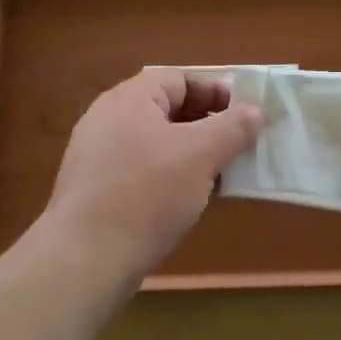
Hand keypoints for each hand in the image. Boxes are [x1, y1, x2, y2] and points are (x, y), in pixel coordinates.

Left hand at [44, 68, 263, 277]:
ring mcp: (99, 158)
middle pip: (169, 111)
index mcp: (130, 99)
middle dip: (208, 126)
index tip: (246, 115)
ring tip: (222, 176)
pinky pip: (143, 172)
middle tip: (240, 146)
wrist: (85, 260)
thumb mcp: (201, 154)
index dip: (216, 92)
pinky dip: (171, 179)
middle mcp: (109, 120)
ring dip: (193, 156)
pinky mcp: (97, 192)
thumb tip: (255, 112)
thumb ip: (233, 127)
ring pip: (158, 145)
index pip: (180, 79)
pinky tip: (191, 202)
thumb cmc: (147, 193)